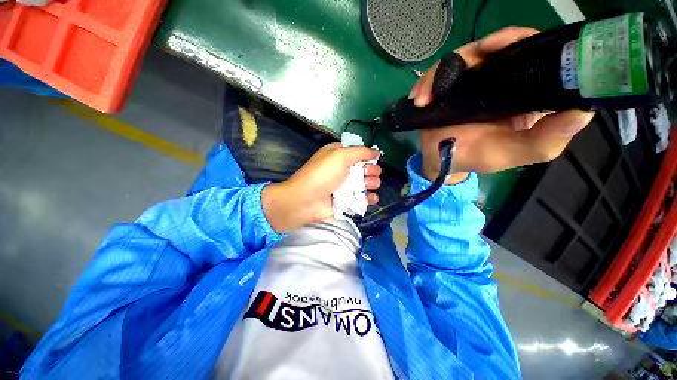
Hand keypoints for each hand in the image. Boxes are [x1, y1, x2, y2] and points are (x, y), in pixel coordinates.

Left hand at [262, 143, 380, 232]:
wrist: (306, 201)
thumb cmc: (322, 175)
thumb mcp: (340, 156)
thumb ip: (360, 152)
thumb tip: (376, 152)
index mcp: (341, 156)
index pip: (361, 154)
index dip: (368, 157)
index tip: (371, 161)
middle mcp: (345, 170)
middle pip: (367, 168)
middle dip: (371, 171)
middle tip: (366, 175)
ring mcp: (347, 186)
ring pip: (368, 183)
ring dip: (372, 184)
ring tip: (366, 186)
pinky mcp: (348, 201)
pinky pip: (364, 198)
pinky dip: (370, 198)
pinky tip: (371, 199)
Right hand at [410, 27, 594, 182]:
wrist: (441, 162)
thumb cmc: (476, 159)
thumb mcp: (512, 154)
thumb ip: (545, 140)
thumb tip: (582, 111)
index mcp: (524, 93)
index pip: (533, 54)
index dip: (522, 42)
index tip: (506, 45)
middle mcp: (500, 81)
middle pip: (494, 47)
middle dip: (476, 50)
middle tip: (464, 63)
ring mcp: (471, 82)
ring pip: (462, 57)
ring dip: (440, 72)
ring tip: (424, 96)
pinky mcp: (449, 87)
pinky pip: (438, 73)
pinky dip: (426, 82)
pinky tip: (418, 98)